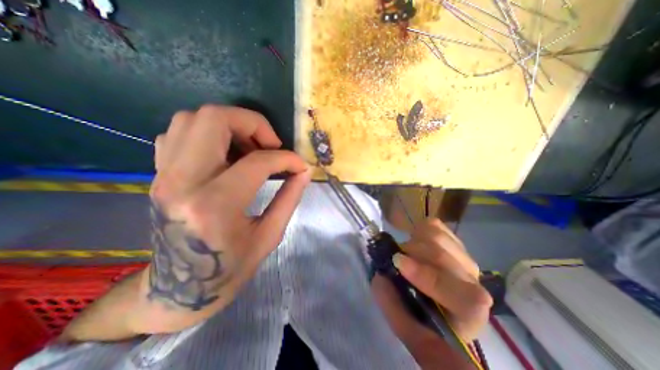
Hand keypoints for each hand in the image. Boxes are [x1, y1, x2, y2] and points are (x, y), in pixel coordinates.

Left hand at [138, 104, 312, 331]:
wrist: (180, 289)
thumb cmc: (230, 269)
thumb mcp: (269, 236)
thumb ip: (290, 198)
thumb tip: (304, 171)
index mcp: (215, 206)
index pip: (257, 162)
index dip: (286, 158)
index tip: (300, 165)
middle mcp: (182, 182)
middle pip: (213, 119)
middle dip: (252, 123)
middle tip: (271, 145)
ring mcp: (164, 175)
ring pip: (192, 118)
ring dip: (231, 125)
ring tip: (251, 148)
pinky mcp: (159, 174)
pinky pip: (179, 133)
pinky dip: (208, 133)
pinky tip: (226, 154)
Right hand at [370, 219, 489, 366]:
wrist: (432, 297)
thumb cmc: (420, 314)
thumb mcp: (403, 321)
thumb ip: (393, 304)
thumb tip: (383, 275)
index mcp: (468, 314)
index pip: (466, 297)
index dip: (429, 277)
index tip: (398, 264)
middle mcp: (472, 282)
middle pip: (443, 257)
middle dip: (411, 253)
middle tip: (394, 258)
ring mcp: (463, 256)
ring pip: (437, 237)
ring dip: (413, 242)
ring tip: (406, 253)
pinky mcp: (453, 240)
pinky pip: (434, 225)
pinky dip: (418, 230)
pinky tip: (416, 242)